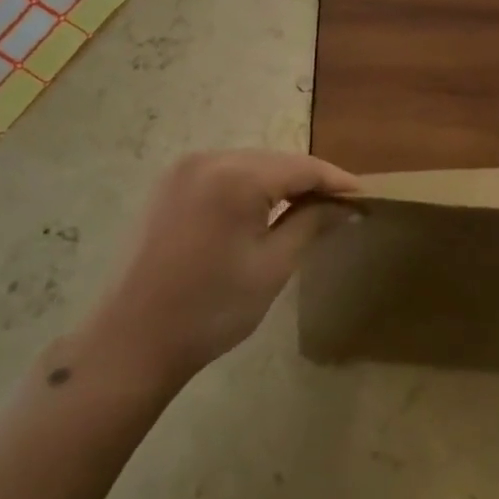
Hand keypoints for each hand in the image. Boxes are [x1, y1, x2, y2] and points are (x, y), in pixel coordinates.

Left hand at [83, 150, 359, 384]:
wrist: (132, 340)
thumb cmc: (211, 308)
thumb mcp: (273, 266)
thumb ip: (311, 224)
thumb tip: (346, 206)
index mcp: (237, 176)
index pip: (302, 167)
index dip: (337, 181)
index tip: (366, 197)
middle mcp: (208, 158)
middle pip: (275, 160)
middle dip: (309, 181)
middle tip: (341, 206)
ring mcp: (182, 170)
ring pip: (249, 165)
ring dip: (279, 183)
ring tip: (309, 208)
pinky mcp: (168, 185)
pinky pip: (222, 174)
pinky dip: (248, 187)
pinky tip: (263, 209)